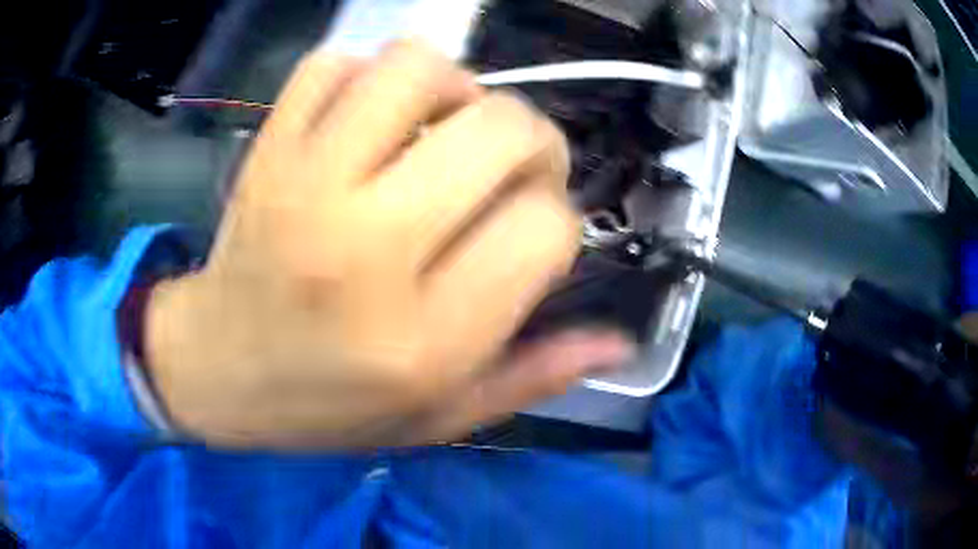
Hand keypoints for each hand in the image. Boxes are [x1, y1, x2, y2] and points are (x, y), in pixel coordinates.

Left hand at [145, 40, 633, 447]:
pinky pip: (334, 64)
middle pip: (502, 128)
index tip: (531, 236)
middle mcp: (369, 247)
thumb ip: (536, 375)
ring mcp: (307, 183)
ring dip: (455, 89)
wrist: (216, 371)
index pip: (546, 227)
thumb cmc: (326, 407)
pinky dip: (366, 76)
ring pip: (418, 67)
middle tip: (507, 171)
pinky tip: (368, 120)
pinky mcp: (267, 151)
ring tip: (441, 131)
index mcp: (425, 337)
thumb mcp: (441, 417)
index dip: (558, 222)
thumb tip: (620, 339)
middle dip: (534, 141)